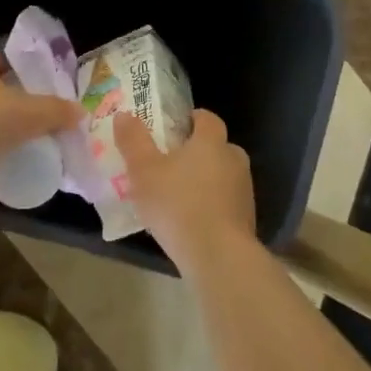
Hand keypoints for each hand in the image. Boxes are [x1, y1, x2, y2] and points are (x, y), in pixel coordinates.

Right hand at [113, 109, 255, 273]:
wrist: (218, 255)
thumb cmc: (177, 204)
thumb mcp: (144, 171)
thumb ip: (133, 141)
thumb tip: (124, 115)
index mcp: (211, 142)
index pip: (207, 118)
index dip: (191, 119)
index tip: (174, 128)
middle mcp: (233, 159)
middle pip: (217, 147)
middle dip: (197, 152)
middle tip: (171, 164)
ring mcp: (244, 190)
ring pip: (223, 175)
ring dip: (204, 180)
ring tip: (178, 196)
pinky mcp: (246, 218)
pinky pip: (225, 202)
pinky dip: (211, 205)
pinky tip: (191, 221)